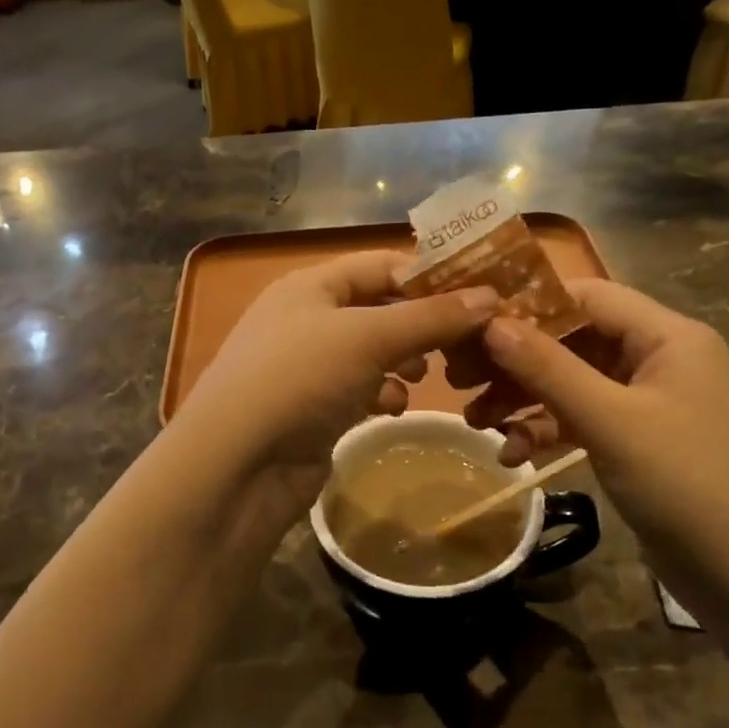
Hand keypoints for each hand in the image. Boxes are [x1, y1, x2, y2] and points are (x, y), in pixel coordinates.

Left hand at [173, 250, 499, 524]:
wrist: (238, 464)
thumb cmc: (301, 378)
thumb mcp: (369, 337)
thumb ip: (430, 317)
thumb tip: (490, 297)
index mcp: (312, 285)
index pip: (381, 264)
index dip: (430, 276)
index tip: (480, 295)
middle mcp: (308, 318)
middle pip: (380, 308)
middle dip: (421, 324)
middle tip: (465, 342)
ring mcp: (308, 366)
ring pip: (373, 351)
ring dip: (404, 361)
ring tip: (429, 375)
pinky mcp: (313, 408)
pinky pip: (360, 389)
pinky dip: (382, 394)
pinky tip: (393, 409)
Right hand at [466, 280, 728, 576]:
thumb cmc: (686, 484)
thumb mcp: (610, 421)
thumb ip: (548, 368)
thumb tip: (490, 323)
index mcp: (668, 337)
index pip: (588, 296)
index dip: (529, 303)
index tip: (472, 320)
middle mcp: (660, 359)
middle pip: (574, 340)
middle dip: (517, 359)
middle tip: (459, 375)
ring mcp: (649, 403)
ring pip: (573, 382)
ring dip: (525, 399)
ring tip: (475, 421)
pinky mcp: (638, 441)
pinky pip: (583, 419)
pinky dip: (547, 431)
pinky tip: (511, 455)